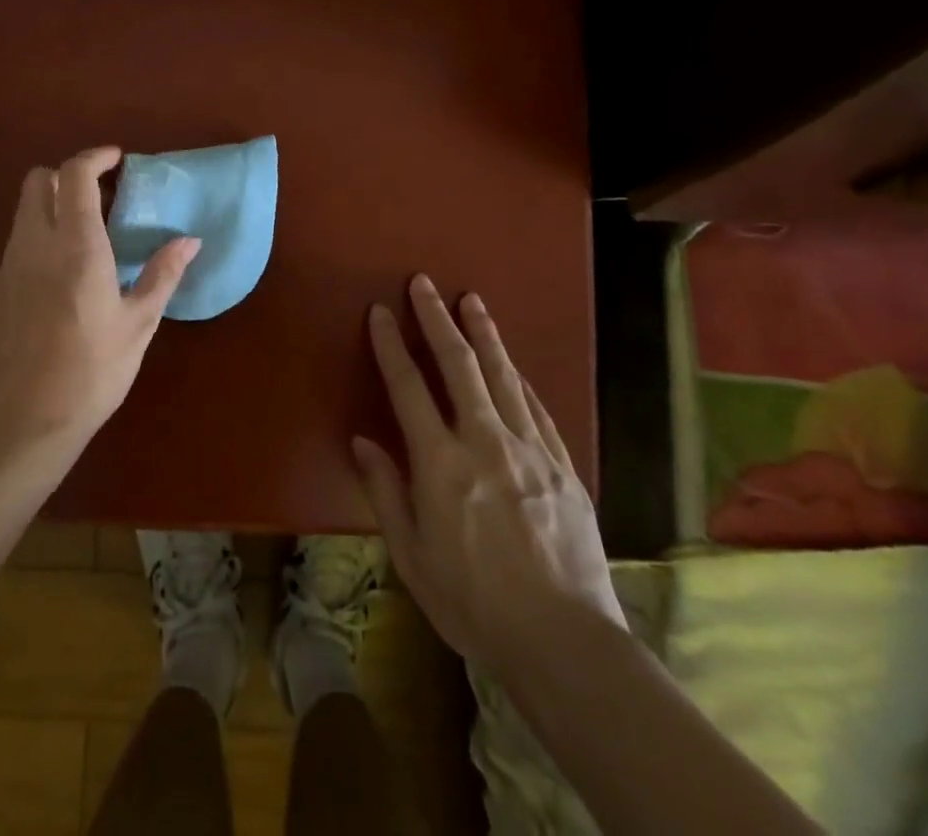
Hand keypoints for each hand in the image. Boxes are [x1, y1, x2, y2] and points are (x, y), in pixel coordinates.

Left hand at [0, 147, 200, 449]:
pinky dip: (42, 231)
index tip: (118, 159)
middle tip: (103, 194)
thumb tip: (189, 240)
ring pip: (25, 208)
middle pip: (39, 180)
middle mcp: (36, 243)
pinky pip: (19, 238)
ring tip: (91, 230)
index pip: (75, 175)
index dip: (95, 157)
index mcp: (76, 246)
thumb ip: (162, 275)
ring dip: (55, 202)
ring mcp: (10, 264)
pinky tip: (67, 267)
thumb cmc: (90, 373)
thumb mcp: (138, 325)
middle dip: (69, 174)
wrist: (20, 423)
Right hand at [352, 275, 625, 674]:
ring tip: (472, 300)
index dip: (391, 345)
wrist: (565, 643)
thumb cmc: (474, 605)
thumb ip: (385, 491)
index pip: (408, 388)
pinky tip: (513, 364)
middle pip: (459, 365)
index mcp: (441, 464)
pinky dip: (519, 378)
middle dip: (438, 319)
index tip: (381, 312)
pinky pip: (536, 408)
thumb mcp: (412, 557)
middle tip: (424, 283)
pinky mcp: (562, 465)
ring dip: (484, 333)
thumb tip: (362, 441)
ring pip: (503, 375)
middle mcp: (485, 442)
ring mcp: (530, 450)